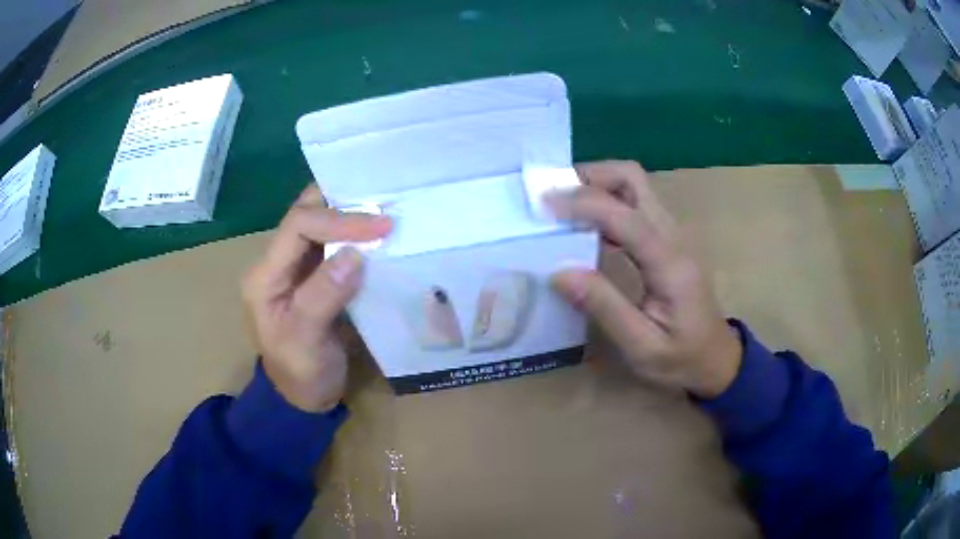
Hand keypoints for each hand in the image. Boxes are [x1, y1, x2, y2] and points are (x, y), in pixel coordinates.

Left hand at [241, 185, 392, 411]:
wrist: (304, 398)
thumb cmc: (301, 375)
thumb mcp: (306, 343)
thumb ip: (323, 296)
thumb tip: (355, 254)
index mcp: (265, 276)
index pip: (298, 226)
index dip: (339, 221)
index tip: (381, 227)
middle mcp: (277, 263)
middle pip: (305, 214)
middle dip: (342, 203)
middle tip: (383, 203)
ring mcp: (296, 268)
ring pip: (319, 222)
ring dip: (350, 214)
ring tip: (385, 211)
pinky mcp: (315, 275)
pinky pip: (334, 243)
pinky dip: (356, 233)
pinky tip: (379, 234)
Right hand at [546, 161, 741, 397]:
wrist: (716, 358)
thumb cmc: (682, 358)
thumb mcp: (642, 346)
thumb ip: (604, 307)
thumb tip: (559, 273)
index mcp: (670, 264)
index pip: (626, 217)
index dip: (584, 204)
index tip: (544, 206)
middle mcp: (674, 236)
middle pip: (634, 179)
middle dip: (591, 176)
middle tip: (554, 195)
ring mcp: (672, 233)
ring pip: (634, 185)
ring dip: (597, 184)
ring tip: (561, 205)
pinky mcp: (666, 238)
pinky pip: (634, 203)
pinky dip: (605, 201)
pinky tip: (583, 224)